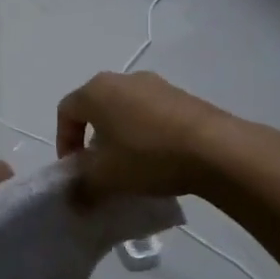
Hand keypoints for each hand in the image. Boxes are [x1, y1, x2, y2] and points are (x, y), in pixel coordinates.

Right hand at [56, 71, 241, 201]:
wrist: (215, 148)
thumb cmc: (147, 156)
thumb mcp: (106, 178)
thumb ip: (83, 188)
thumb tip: (74, 199)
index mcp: (96, 91)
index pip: (66, 111)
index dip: (64, 141)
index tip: (74, 169)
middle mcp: (123, 79)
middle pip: (96, 107)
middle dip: (92, 138)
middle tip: (99, 167)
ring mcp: (156, 84)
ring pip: (125, 110)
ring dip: (120, 135)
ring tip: (131, 166)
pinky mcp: (182, 96)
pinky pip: (152, 113)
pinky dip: (146, 133)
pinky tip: (159, 159)